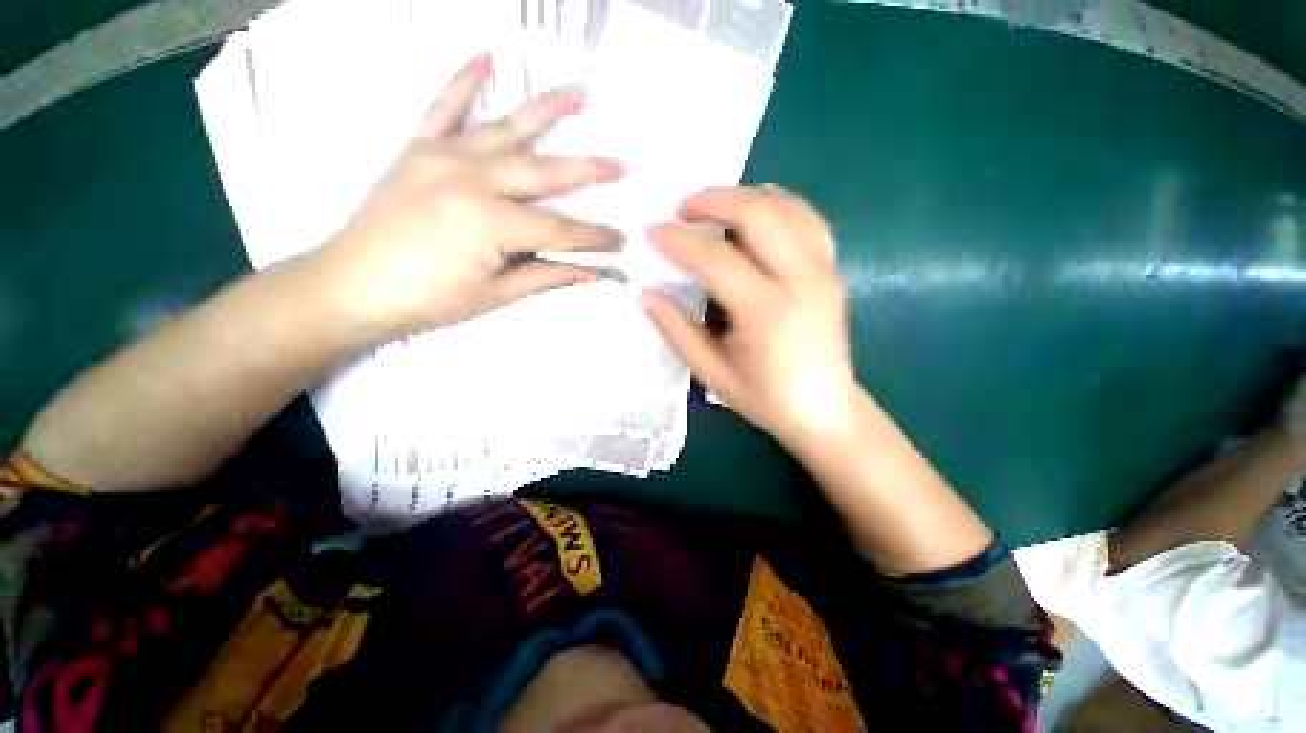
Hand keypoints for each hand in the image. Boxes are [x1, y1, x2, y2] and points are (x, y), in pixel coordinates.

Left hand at [315, 52, 626, 338]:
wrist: (350, 286)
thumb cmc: (428, 300)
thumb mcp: (496, 295)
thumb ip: (548, 276)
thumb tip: (595, 272)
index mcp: (491, 222)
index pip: (561, 230)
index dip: (595, 239)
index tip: (623, 242)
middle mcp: (471, 177)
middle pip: (545, 173)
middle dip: (590, 171)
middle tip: (623, 165)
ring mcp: (442, 155)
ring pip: (506, 128)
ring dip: (546, 110)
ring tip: (581, 94)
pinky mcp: (418, 147)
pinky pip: (444, 106)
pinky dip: (465, 80)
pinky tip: (487, 56)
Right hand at [642, 186, 858, 451]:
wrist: (826, 410)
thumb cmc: (766, 398)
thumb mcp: (712, 374)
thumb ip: (677, 331)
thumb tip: (647, 294)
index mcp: (767, 313)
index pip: (717, 260)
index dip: (679, 242)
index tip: (652, 232)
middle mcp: (801, 281)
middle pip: (759, 213)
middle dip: (713, 200)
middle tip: (681, 209)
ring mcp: (823, 270)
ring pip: (786, 205)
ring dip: (744, 195)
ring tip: (712, 207)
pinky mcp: (831, 269)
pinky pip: (806, 218)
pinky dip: (775, 205)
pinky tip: (753, 215)